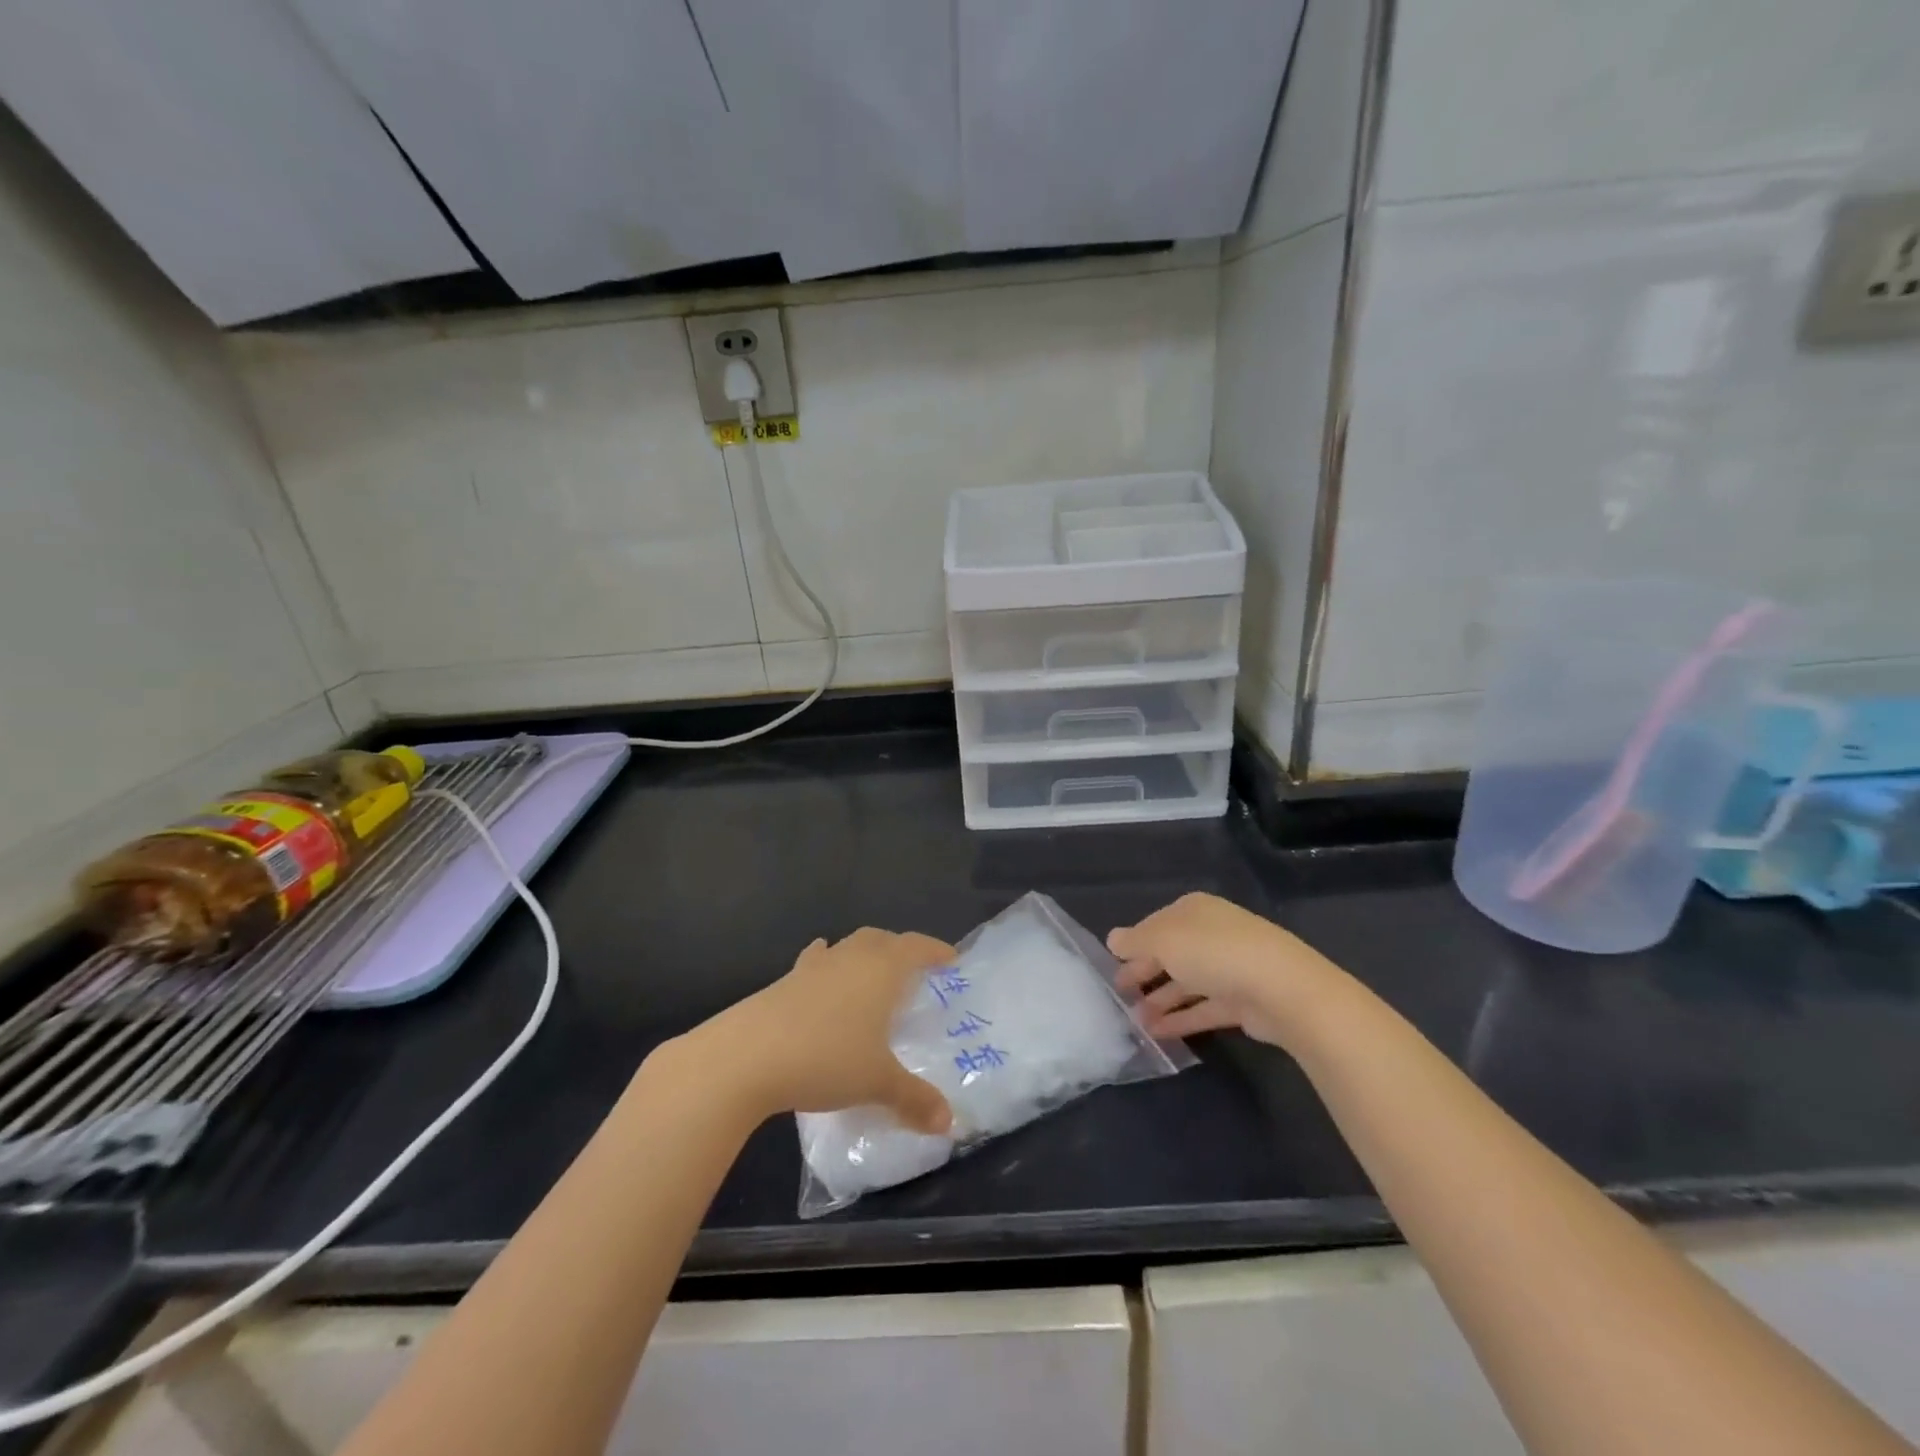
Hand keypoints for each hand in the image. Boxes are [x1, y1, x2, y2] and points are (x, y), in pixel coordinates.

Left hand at [688, 928, 956, 1134]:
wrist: (746, 1057)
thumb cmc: (826, 1059)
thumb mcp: (877, 1083)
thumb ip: (915, 1099)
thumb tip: (949, 1124)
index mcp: (881, 970)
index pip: (916, 947)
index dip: (935, 950)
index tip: (951, 960)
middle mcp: (850, 958)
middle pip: (881, 939)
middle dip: (900, 949)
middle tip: (914, 973)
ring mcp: (813, 966)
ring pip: (847, 947)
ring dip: (863, 957)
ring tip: (870, 979)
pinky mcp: (783, 982)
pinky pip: (814, 964)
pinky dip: (826, 968)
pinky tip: (821, 984)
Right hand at [1109, 892, 1332, 1046]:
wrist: (1281, 989)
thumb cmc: (1213, 952)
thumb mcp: (1163, 940)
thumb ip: (1134, 941)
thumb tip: (1113, 939)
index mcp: (1193, 910)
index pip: (1155, 924)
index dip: (1133, 944)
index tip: (1112, 965)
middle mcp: (1211, 934)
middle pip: (1170, 953)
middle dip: (1145, 973)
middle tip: (1120, 994)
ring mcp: (1229, 968)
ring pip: (1186, 983)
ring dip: (1160, 1000)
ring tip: (1134, 1022)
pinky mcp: (1242, 1002)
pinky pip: (1203, 1008)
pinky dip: (1181, 1019)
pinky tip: (1157, 1034)